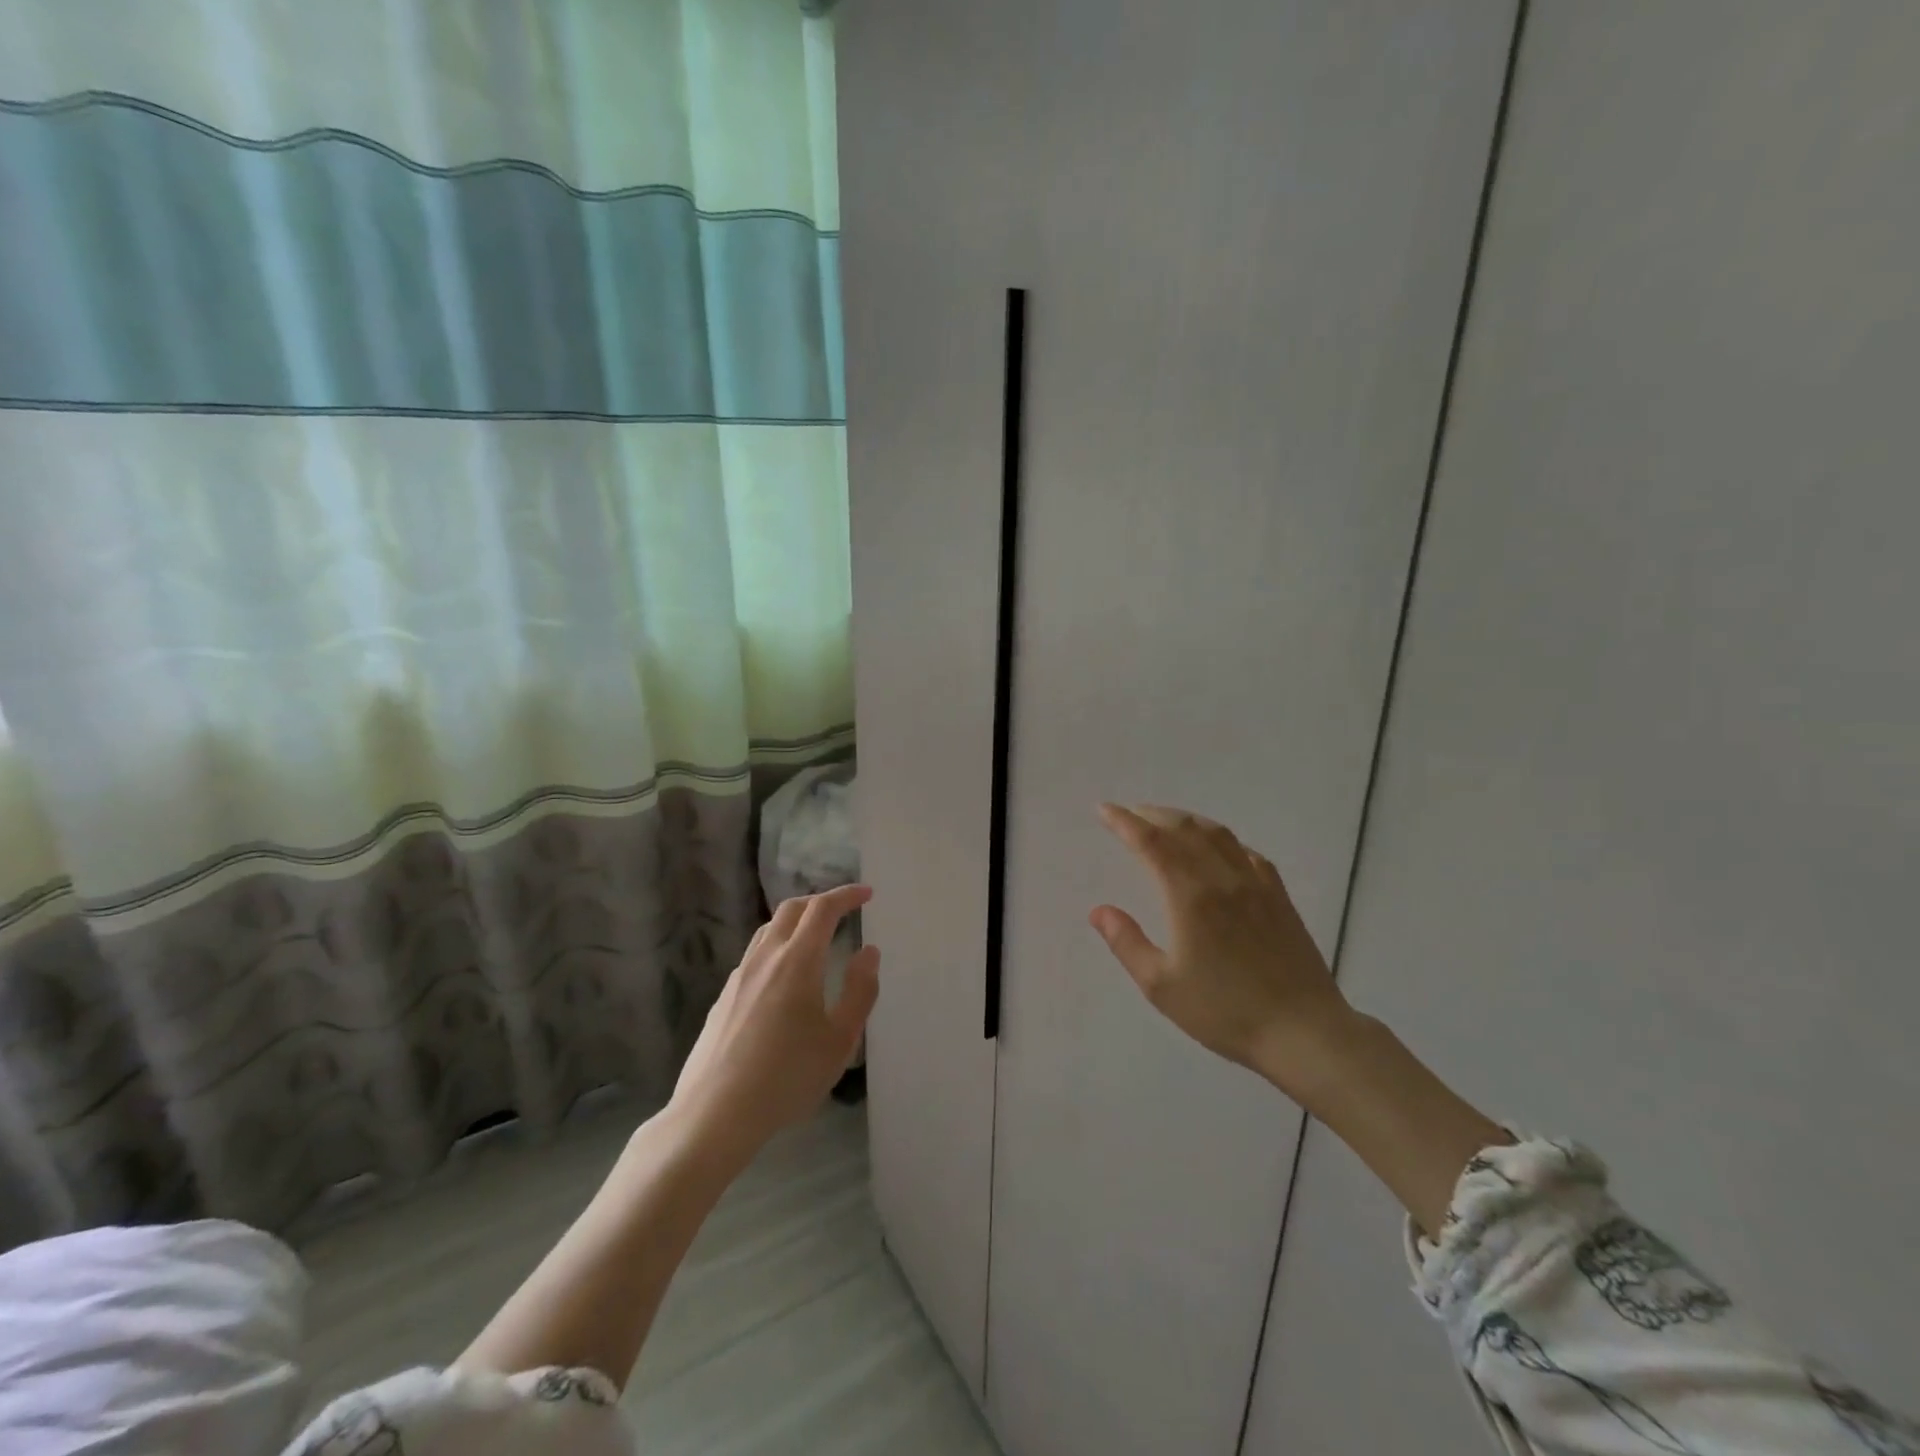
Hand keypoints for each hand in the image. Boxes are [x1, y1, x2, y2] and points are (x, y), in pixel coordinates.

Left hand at [669, 885, 879, 1163]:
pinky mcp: (724, 997)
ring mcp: (739, 976)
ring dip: (796, 921)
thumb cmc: (787, 1077)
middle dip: (820, 901)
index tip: (867, 894)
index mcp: (797, 961)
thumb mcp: (839, 1041)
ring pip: (769, 929)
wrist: (714, 1114)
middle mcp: (765, 957)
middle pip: (791, 909)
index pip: (822, 909)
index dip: (846, 895)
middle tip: (844, 910)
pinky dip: (778, 946)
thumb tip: (868, 952)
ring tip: (816, 938)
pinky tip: (785, 977)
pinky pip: (755, 955)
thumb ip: (860, 991)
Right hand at [1090, 804, 1358, 1100]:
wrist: (1303, 1031)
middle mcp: (1222, 878)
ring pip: (1217, 834)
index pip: (1151, 843)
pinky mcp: (1279, 897)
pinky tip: (1219, 848)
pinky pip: (1247, 853)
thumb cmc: (1225, 1012)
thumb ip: (1127, 943)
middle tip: (1129, 813)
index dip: (1124, 822)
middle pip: (1184, 829)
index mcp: (1190, 896)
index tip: (1104, 810)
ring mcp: (1256, 885)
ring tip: (1167, 821)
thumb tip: (1099, 911)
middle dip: (1152, 815)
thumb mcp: (1162, 986)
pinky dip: (1222, 840)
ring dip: (1186, 820)